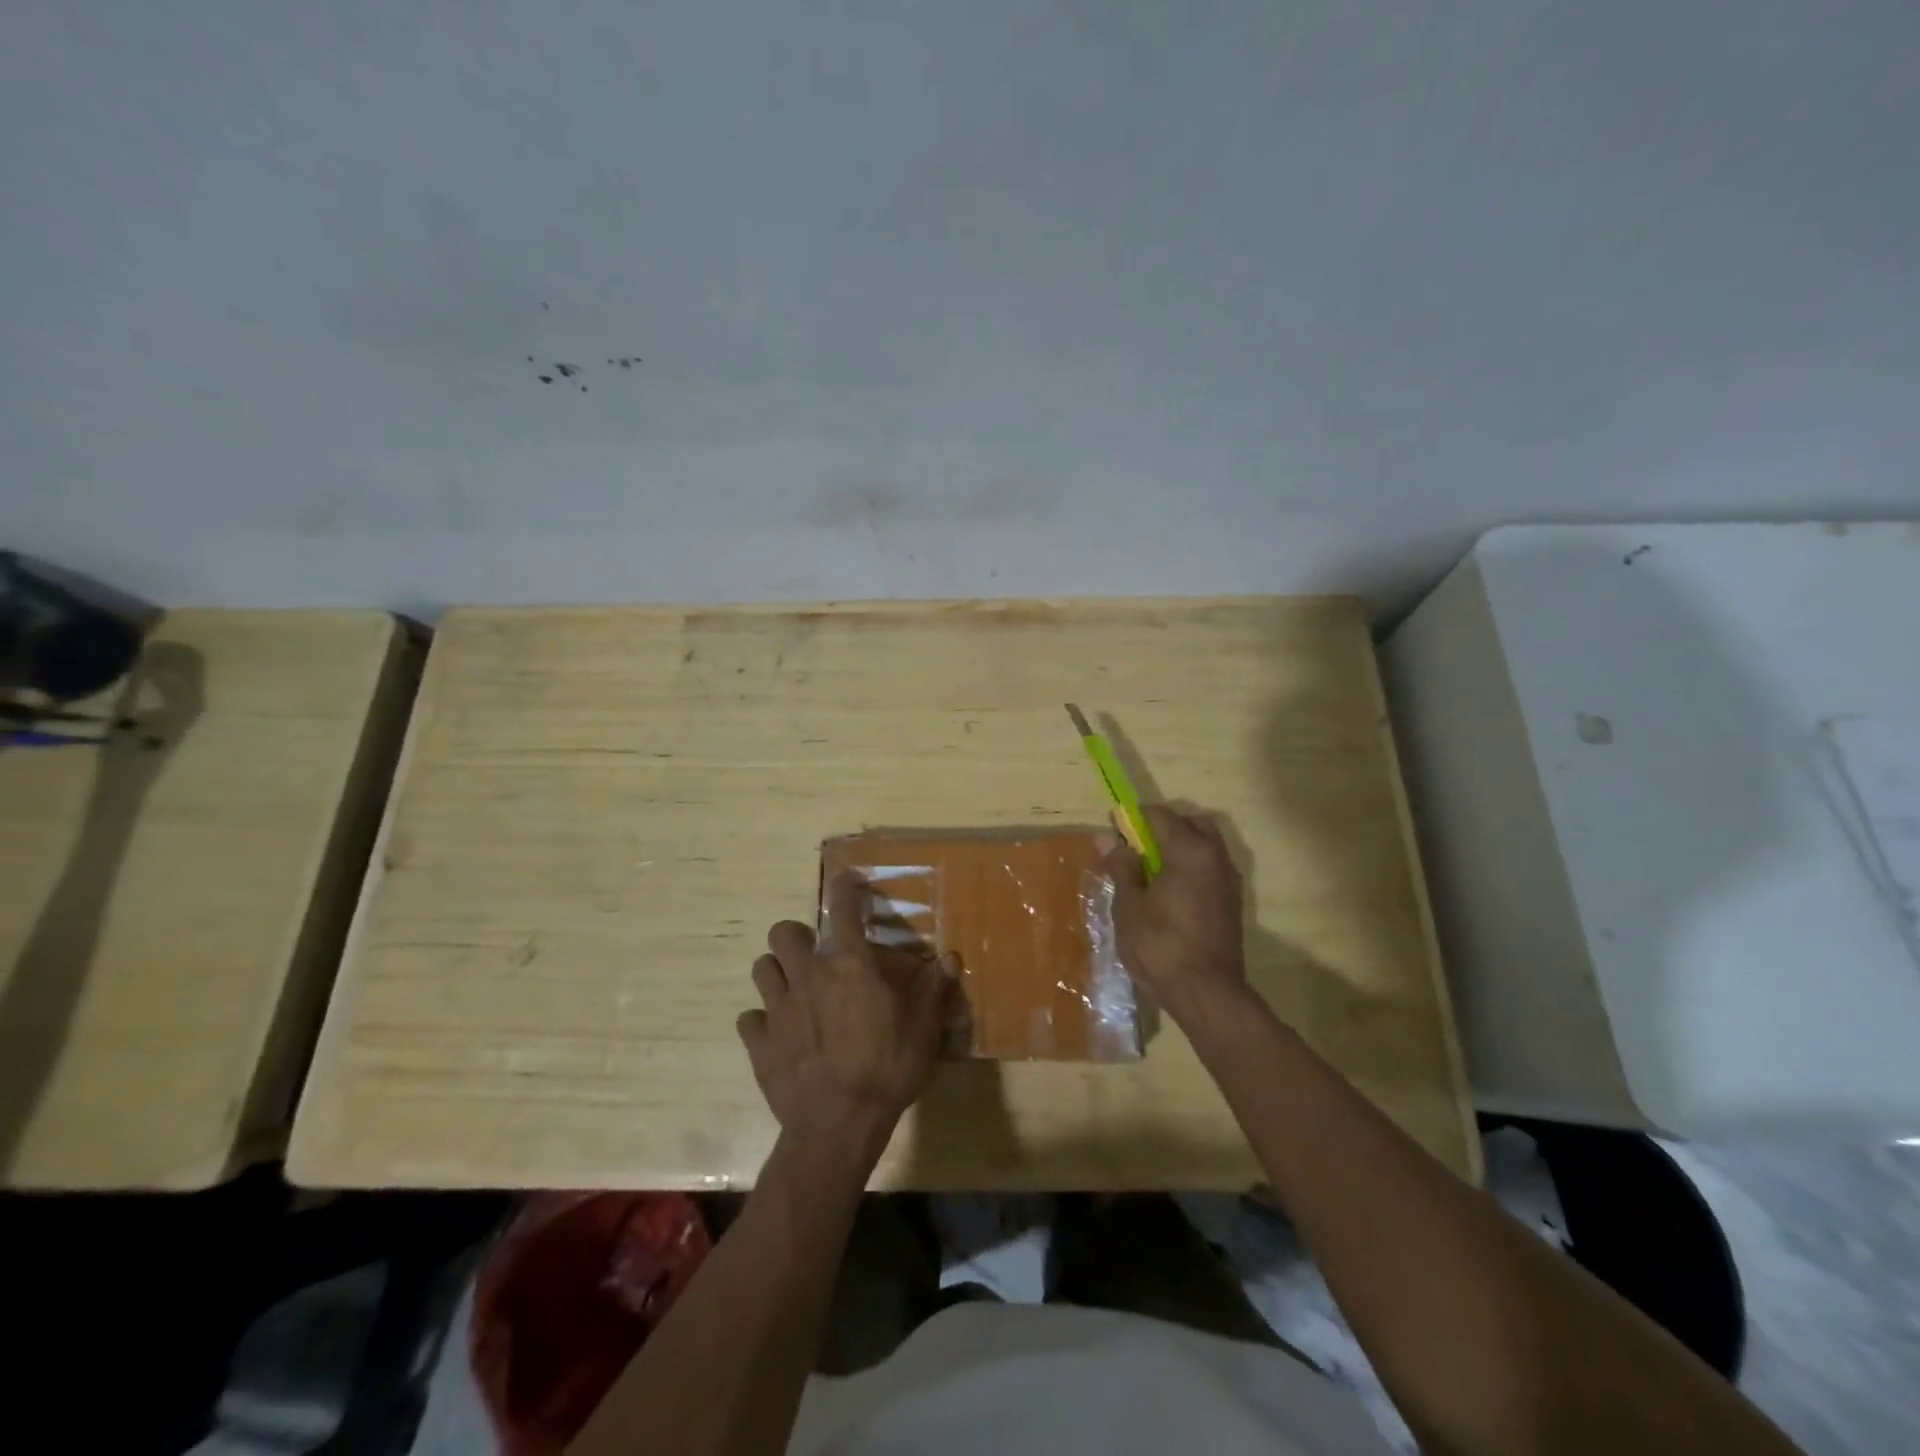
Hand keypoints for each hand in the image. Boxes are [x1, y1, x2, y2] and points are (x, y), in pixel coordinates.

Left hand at [738, 872, 953, 1158]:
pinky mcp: (759, 1042)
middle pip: (782, 932)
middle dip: (795, 936)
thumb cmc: (887, 1070)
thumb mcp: (923, 1030)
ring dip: (776, 972)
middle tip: (813, 955)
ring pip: (761, 968)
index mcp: (849, 966)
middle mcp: (808, 976)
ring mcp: (778, 1008)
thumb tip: (950, 958)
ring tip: (793, 989)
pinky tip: (778, 1034)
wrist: (837, 1126)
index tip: (847, 881)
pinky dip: (761, 1021)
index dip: (844, 888)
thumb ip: (933, 989)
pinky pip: (749, 1018)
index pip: (842, 909)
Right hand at [1104, 805, 1247, 1023]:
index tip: (1113, 830)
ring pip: (1205, 847)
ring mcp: (1229, 881)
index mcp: (1190, 851)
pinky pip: (1210, 870)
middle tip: (1137, 849)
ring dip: (1180, 849)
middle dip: (1164, 828)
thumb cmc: (1160, 945)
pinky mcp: (1232, 904)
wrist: (1206, 994)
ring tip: (1150, 873)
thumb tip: (1108, 838)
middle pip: (1192, 824)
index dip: (1133, 818)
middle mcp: (1216, 858)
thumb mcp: (1129, 905)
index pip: (1160, 815)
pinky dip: (1191, 869)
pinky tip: (1169, 894)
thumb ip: (1122, 867)